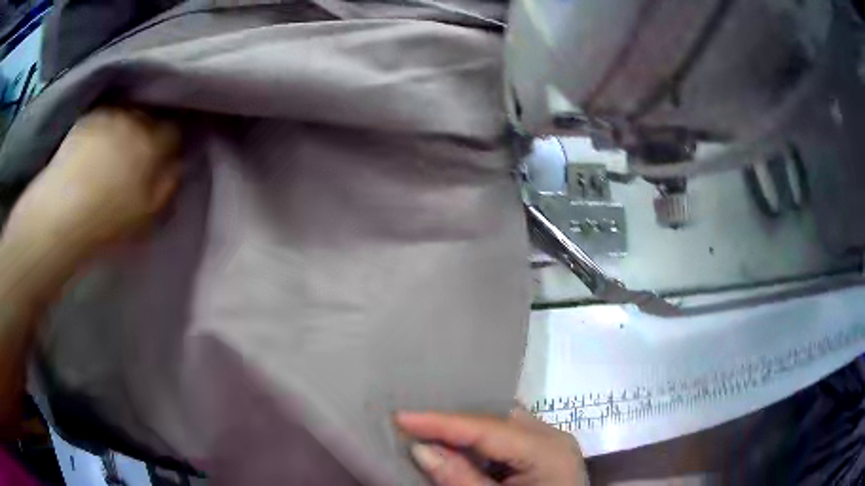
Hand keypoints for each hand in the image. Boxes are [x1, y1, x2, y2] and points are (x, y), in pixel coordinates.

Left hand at [3, 107, 180, 258]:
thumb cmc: (106, 221)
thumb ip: (167, 186)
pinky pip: (108, 112)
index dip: (173, 139)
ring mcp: (110, 115)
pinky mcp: (89, 117)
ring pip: (130, 110)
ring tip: (120, 141)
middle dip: (152, 126)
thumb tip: (178, 164)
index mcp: (152, 145)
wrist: (61, 213)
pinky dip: (109, 122)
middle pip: (152, 114)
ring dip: (130, 122)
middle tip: (143, 146)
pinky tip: (100, 140)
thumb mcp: (145, 215)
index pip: (174, 130)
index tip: (169, 150)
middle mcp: (134, 120)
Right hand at [396, 408, 587, 485]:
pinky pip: (510, 436)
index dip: (441, 421)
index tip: (401, 416)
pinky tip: (460, 445)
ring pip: (503, 422)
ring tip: (429, 430)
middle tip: (413, 422)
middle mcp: (554, 437)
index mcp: (548, 450)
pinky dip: (482, 440)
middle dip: (454, 420)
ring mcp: (553, 443)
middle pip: (498, 417)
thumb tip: (421, 448)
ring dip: (467, 429)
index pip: (487, 427)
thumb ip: (460, 478)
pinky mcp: (547, 452)